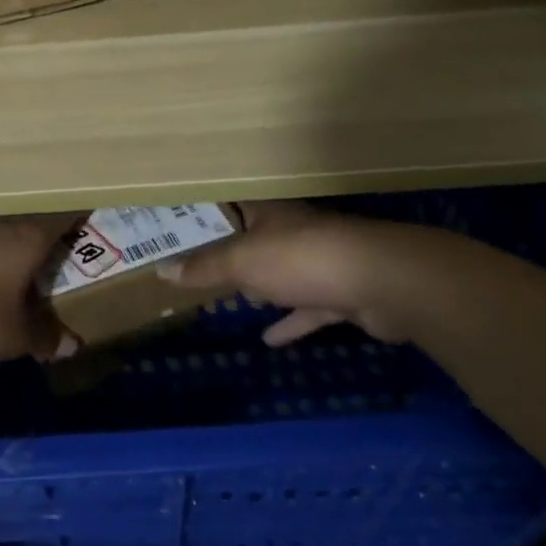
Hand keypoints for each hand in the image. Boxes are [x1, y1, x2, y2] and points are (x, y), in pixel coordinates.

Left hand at [0, 216, 81, 370]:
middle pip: (33, 227)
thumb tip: (72, 345)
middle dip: (49, 245)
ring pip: (3, 236)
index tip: (95, 228)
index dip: (81, 222)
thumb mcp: (14, 337)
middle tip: (65, 265)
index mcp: (26, 239)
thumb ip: (45, 338)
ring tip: (27, 279)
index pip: (63, 219)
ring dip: (16, 254)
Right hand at [156, 201, 461, 345]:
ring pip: (280, 274)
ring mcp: (319, 262)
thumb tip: (162, 270)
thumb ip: (204, 267)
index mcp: (268, 213)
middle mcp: (292, 231)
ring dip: (261, 287)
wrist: (383, 282)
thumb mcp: (242, 261)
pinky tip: (269, 340)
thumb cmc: (302, 258)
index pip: (229, 205)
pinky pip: (306, 308)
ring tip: (233, 300)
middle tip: (196, 266)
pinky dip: (290, 322)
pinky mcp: (340, 294)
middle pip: (253, 239)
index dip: (203, 213)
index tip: (176, 225)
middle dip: (229, 253)